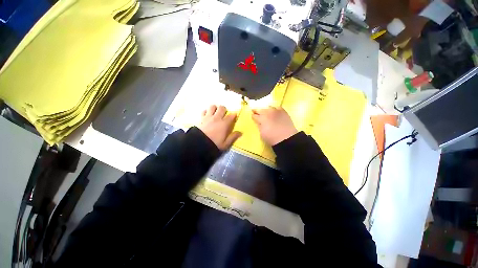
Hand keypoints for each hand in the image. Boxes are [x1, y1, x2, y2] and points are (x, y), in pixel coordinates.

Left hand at [198, 105, 241, 149]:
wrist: (199, 145)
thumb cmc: (214, 144)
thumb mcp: (225, 143)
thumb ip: (233, 137)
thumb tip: (240, 132)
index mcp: (224, 124)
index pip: (231, 115)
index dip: (234, 115)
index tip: (234, 116)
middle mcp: (217, 118)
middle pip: (222, 108)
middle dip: (224, 109)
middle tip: (224, 114)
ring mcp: (208, 117)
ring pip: (212, 106)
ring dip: (215, 108)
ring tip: (215, 113)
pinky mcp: (201, 118)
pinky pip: (204, 111)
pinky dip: (206, 112)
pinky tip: (207, 115)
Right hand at [252, 107, 297, 145]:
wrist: (286, 138)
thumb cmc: (272, 138)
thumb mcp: (262, 133)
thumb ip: (259, 126)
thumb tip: (258, 122)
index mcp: (262, 118)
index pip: (255, 116)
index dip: (253, 116)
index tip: (252, 115)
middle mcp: (268, 112)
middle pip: (261, 110)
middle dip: (257, 110)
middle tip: (254, 110)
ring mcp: (276, 111)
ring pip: (269, 107)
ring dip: (265, 109)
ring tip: (264, 111)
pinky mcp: (283, 112)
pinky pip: (277, 107)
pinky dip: (274, 109)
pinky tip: (274, 110)